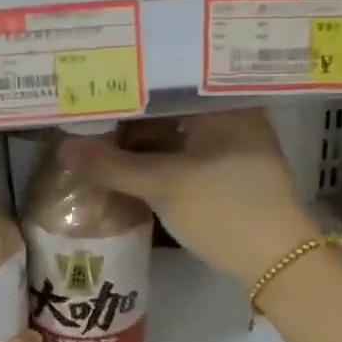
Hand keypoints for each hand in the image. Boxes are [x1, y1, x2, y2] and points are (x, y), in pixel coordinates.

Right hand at [62, 110, 324, 287]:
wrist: (278, 261)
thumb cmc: (224, 209)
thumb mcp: (164, 185)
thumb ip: (113, 165)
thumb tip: (64, 147)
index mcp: (224, 103)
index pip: (168, 80)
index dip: (129, 85)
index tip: (93, 87)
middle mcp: (233, 116)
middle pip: (171, 108)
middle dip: (131, 118)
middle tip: (88, 116)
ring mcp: (233, 146)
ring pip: (178, 134)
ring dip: (144, 142)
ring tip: (100, 141)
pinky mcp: (230, 174)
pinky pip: (187, 155)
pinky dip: (160, 160)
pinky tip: (130, 165)